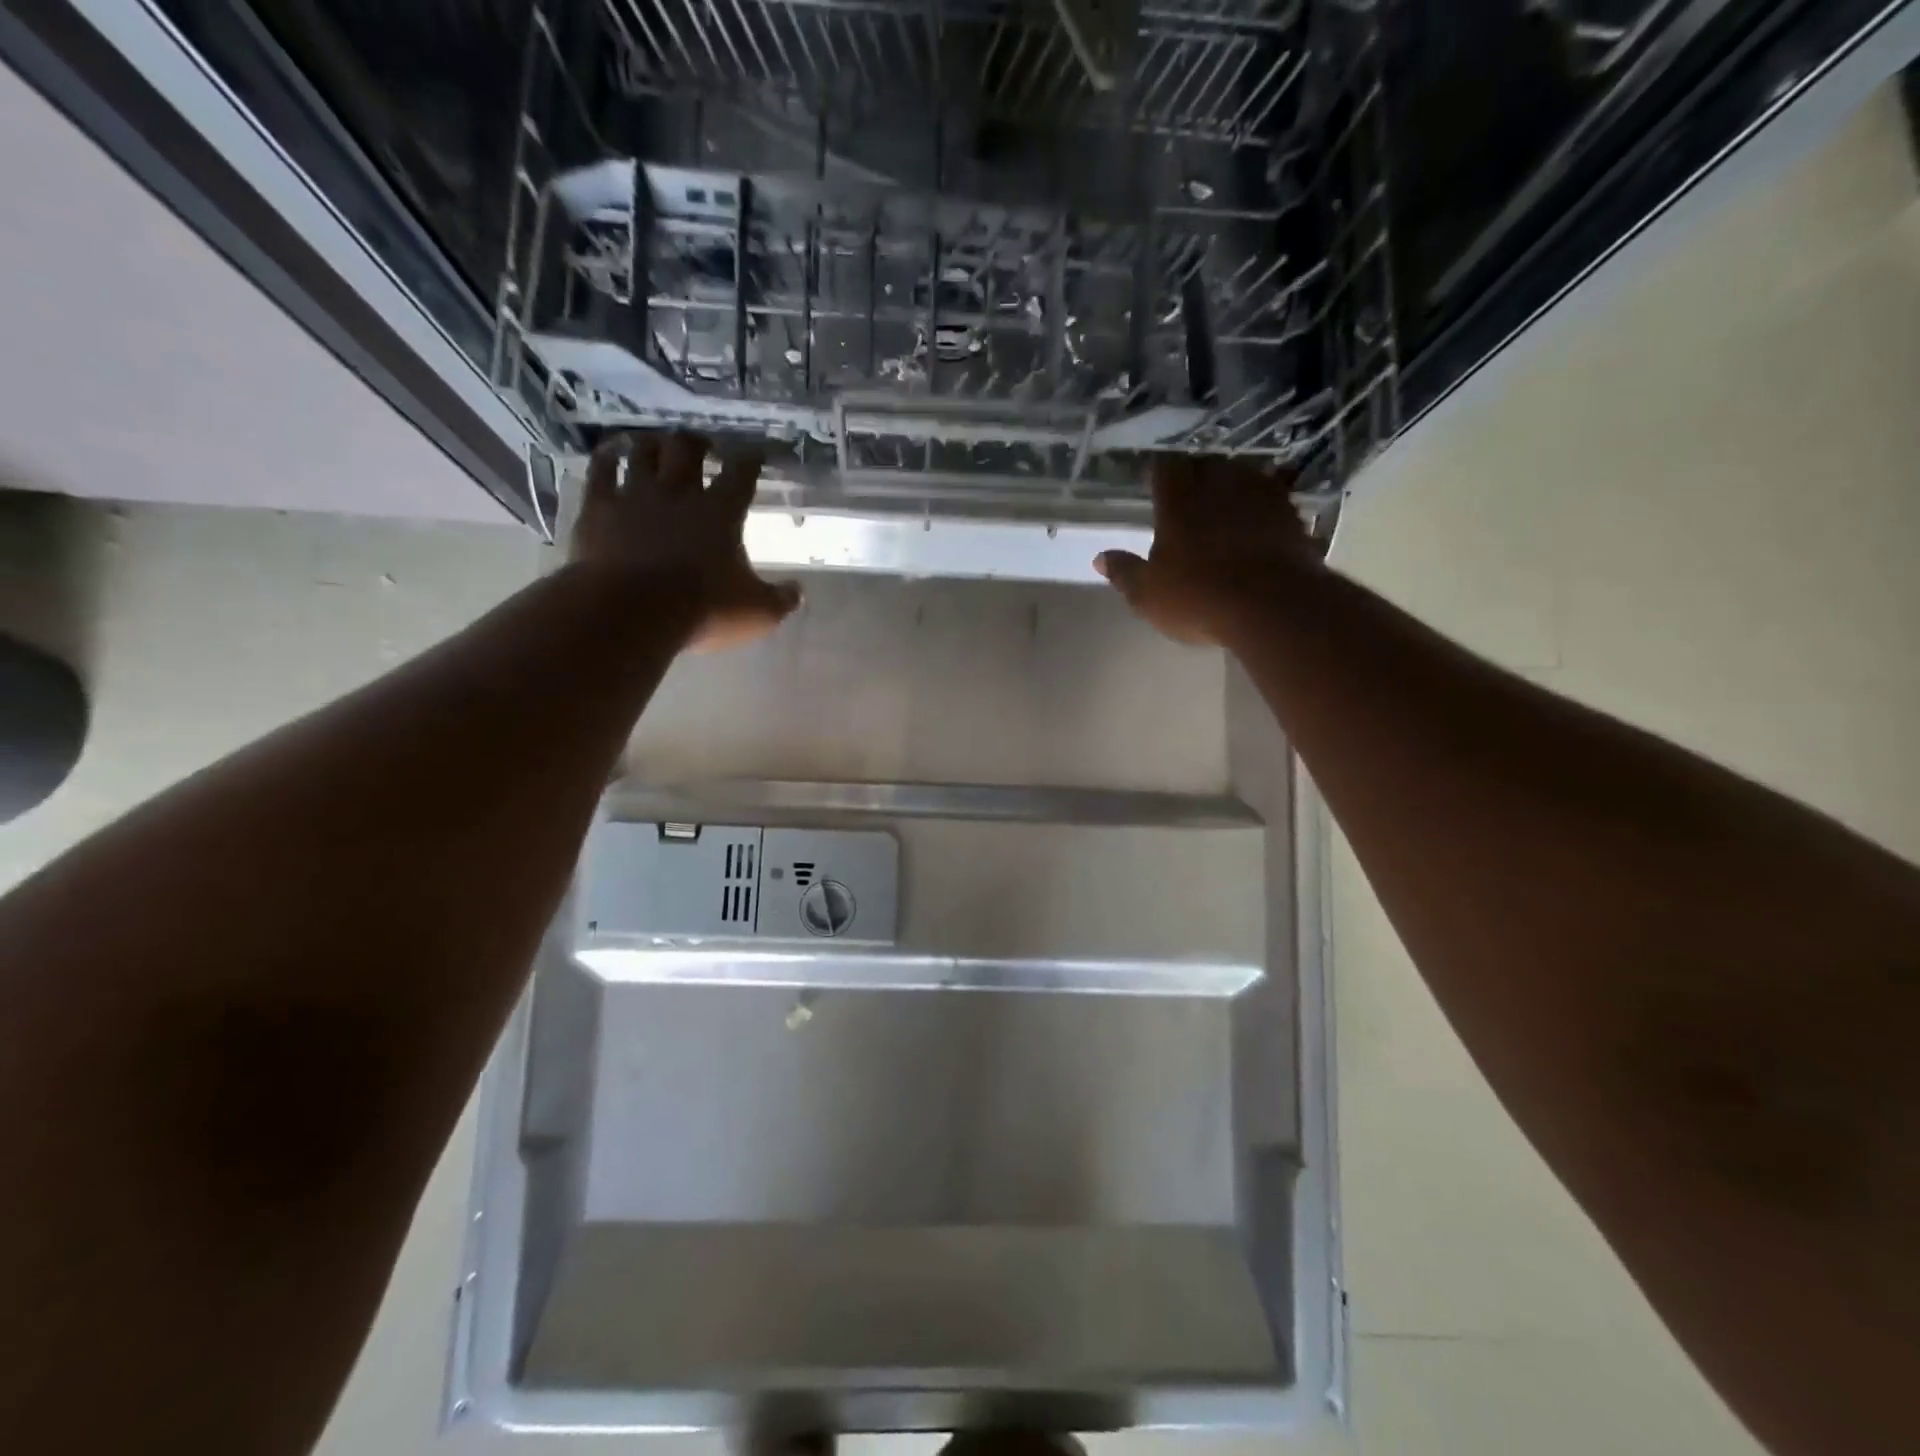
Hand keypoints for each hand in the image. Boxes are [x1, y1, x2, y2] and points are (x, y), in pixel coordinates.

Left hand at [571, 431, 800, 650]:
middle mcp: (679, 492)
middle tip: (704, 446)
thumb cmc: (703, 610)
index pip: (741, 472)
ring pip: (644, 451)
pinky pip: (602, 469)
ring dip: (655, 444)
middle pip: (688, 449)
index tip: (756, 453)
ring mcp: (635, 495)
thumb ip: (781, 600)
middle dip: (698, 443)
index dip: (751, 458)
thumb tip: (798, 592)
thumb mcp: (757, 613)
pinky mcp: (599, 507)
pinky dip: (608, 455)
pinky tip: (612, 451)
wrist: (632, 612)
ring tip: (660, 444)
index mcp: (721, 512)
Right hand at [1095, 455, 1319, 644]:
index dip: (1159, 474)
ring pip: (1243, 475)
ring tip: (1227, 503)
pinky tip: (1262, 519)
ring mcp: (1259, 496)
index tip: (1155, 484)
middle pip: (1206, 465)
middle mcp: (1218, 486)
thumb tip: (1100, 558)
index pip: (1165, 469)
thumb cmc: (1197, 598)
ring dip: (1233, 485)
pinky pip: (1275, 497)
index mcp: (1178, 501)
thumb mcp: (1147, 594)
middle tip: (1190, 495)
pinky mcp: (1290, 514)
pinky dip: (1265, 503)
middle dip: (1197, 475)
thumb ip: (1124, 572)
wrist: (1270, 605)